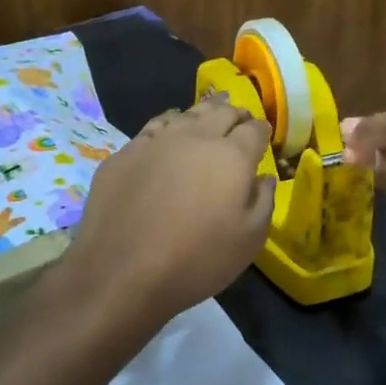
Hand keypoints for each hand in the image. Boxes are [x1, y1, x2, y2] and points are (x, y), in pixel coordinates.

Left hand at [64, 97, 274, 325]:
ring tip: (209, 114)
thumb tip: (264, 177)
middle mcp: (194, 138)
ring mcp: (155, 142)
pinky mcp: (124, 153)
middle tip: (240, 119)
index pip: (254, 130)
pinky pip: (153, 128)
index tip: (263, 134)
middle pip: (220, 112)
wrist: (121, 271)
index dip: (262, 130)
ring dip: (202, 113)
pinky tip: (168, 131)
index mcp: (231, 156)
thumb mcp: (249, 241)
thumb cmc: (196, 260)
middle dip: (235, 113)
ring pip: (185, 114)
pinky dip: (169, 124)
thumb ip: (263, 201)